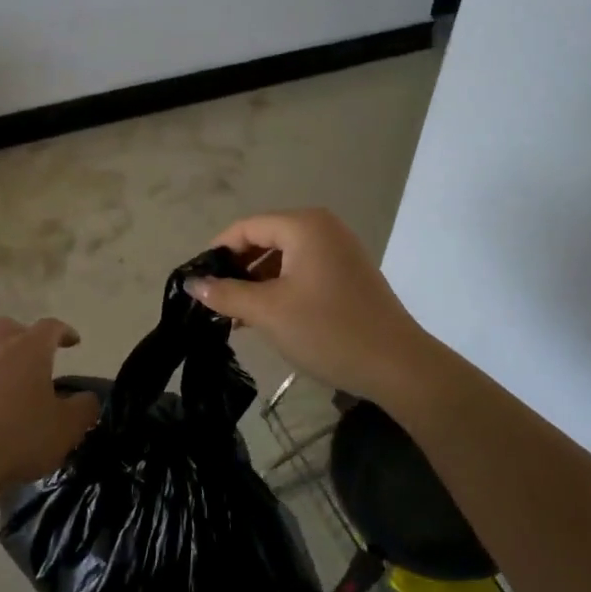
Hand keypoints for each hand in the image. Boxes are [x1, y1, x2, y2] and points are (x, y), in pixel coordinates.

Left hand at [0, 317, 99, 499]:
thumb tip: (87, 398)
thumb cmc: (21, 435)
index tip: (74, 343)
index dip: (64, 332)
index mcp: (31, 348)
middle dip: (26, 337)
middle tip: (37, 358)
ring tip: (8, 374)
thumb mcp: (67, 427)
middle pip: (12, 327)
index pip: (51, 326)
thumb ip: (84, 408)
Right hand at [184, 208, 442, 405]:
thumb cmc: (328, 330)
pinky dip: (281, 288)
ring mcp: (340, 250)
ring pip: (284, 257)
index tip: (198, 282)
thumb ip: (227, 294)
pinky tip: (266, 317)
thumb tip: (193, 284)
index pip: (246, 227)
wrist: (397, 365)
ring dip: (257, 282)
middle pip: (265, 238)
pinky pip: (303, 270)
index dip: (218, 252)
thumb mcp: (269, 312)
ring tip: (236, 315)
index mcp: (304, 226)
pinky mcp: (349, 274)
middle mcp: (323, 228)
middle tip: (215, 301)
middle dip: (238, 269)